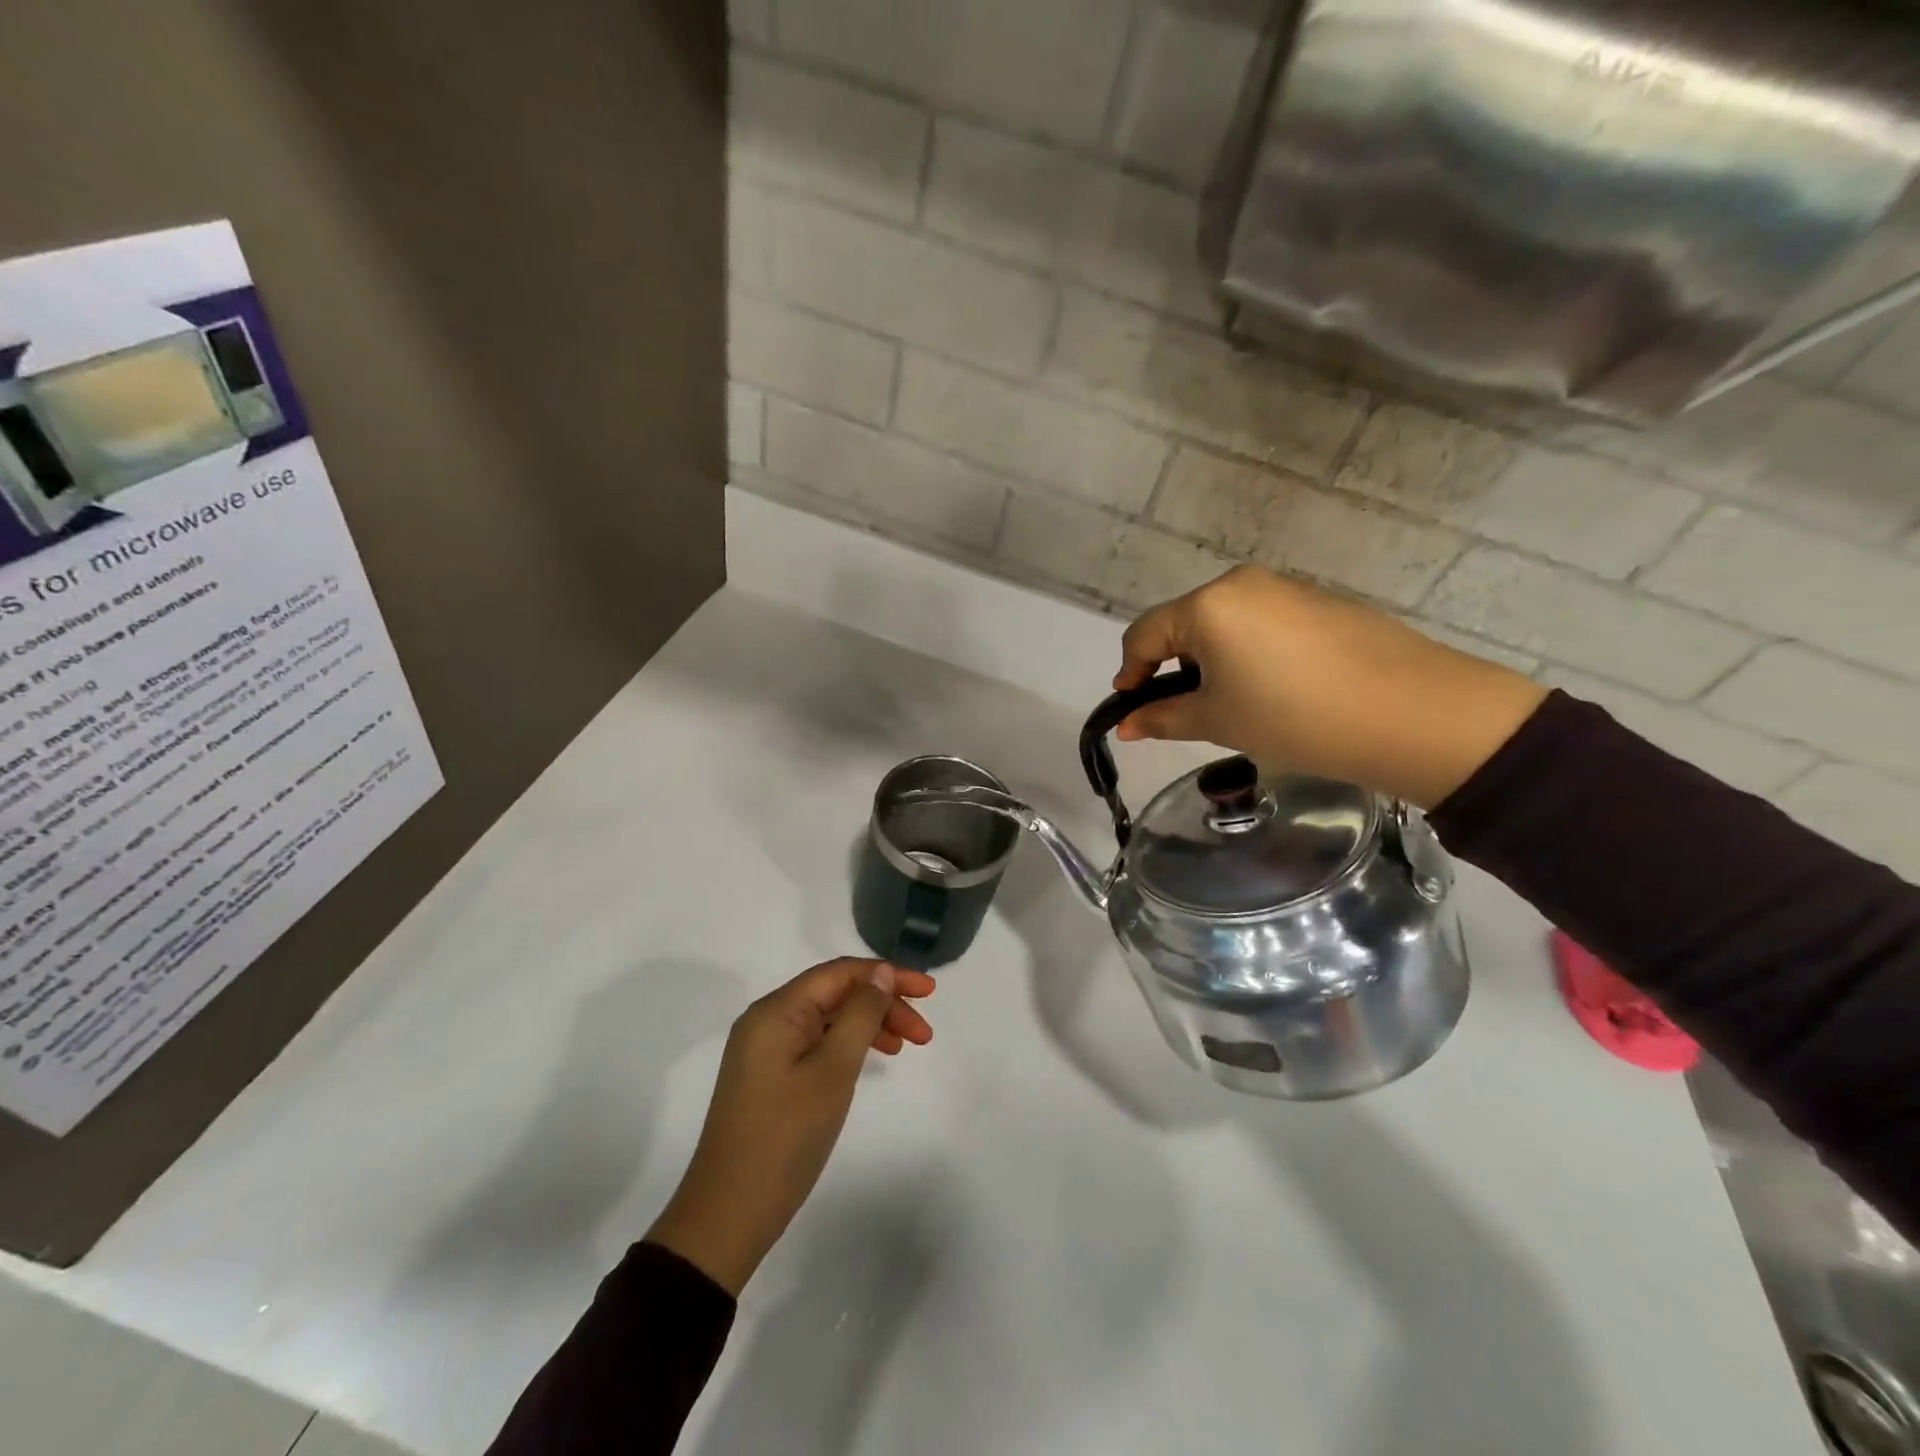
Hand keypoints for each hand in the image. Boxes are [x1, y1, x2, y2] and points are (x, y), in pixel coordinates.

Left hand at [646, 958, 934, 1294]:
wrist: (728, 1215)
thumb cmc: (786, 1137)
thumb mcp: (833, 1071)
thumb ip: (861, 1014)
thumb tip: (881, 972)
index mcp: (777, 1010)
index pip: (840, 973)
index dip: (888, 975)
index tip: (930, 991)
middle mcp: (767, 1019)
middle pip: (835, 994)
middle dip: (882, 1004)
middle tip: (924, 1033)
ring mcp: (764, 1049)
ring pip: (827, 1019)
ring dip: (869, 1025)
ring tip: (905, 1046)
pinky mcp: (766, 1075)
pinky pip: (814, 1042)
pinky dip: (847, 1045)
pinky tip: (870, 1061)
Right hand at [1114, 565, 1546, 808]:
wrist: (1413, 714)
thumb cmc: (1294, 717)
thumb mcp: (1218, 721)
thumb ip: (1163, 718)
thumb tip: (1126, 726)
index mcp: (1208, 605)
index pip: (1144, 635)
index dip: (1130, 674)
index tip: (1130, 710)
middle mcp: (1241, 583)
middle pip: (1184, 624)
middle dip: (1172, 667)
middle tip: (1184, 712)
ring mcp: (1285, 588)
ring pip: (1223, 623)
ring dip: (1211, 660)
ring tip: (1233, 704)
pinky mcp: (1319, 601)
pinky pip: (1261, 623)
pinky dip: (1248, 653)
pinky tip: (1274, 689)